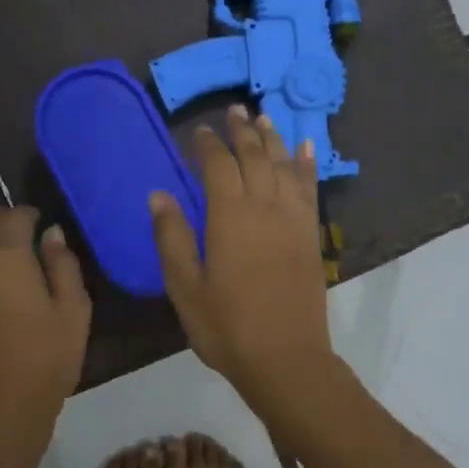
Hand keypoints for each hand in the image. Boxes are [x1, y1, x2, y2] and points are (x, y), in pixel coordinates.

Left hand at [0, 206, 90, 467]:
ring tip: (10, 257)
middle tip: (24, 232)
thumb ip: (63, 265)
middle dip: (1, 218)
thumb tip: (51, 235)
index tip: (43, 222)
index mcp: (4, 258)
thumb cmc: (44, 363)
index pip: (12, 217)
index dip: (29, 214)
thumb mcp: (73, 312)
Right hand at [150, 105, 336, 401]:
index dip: (208, 144)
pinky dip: (307, 165)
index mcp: (229, 216)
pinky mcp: (311, 234)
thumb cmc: (227, 327)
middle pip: (255, 156)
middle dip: (242, 130)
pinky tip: (306, 149)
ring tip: (264, 117)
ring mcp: (293, 219)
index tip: (199, 130)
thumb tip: (158, 193)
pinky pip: (310, 188)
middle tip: (234, 109)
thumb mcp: (185, 287)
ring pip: (284, 165)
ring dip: (273, 139)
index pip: (218, 165)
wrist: (286, 358)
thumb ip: (171, 237)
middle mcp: (264, 206)